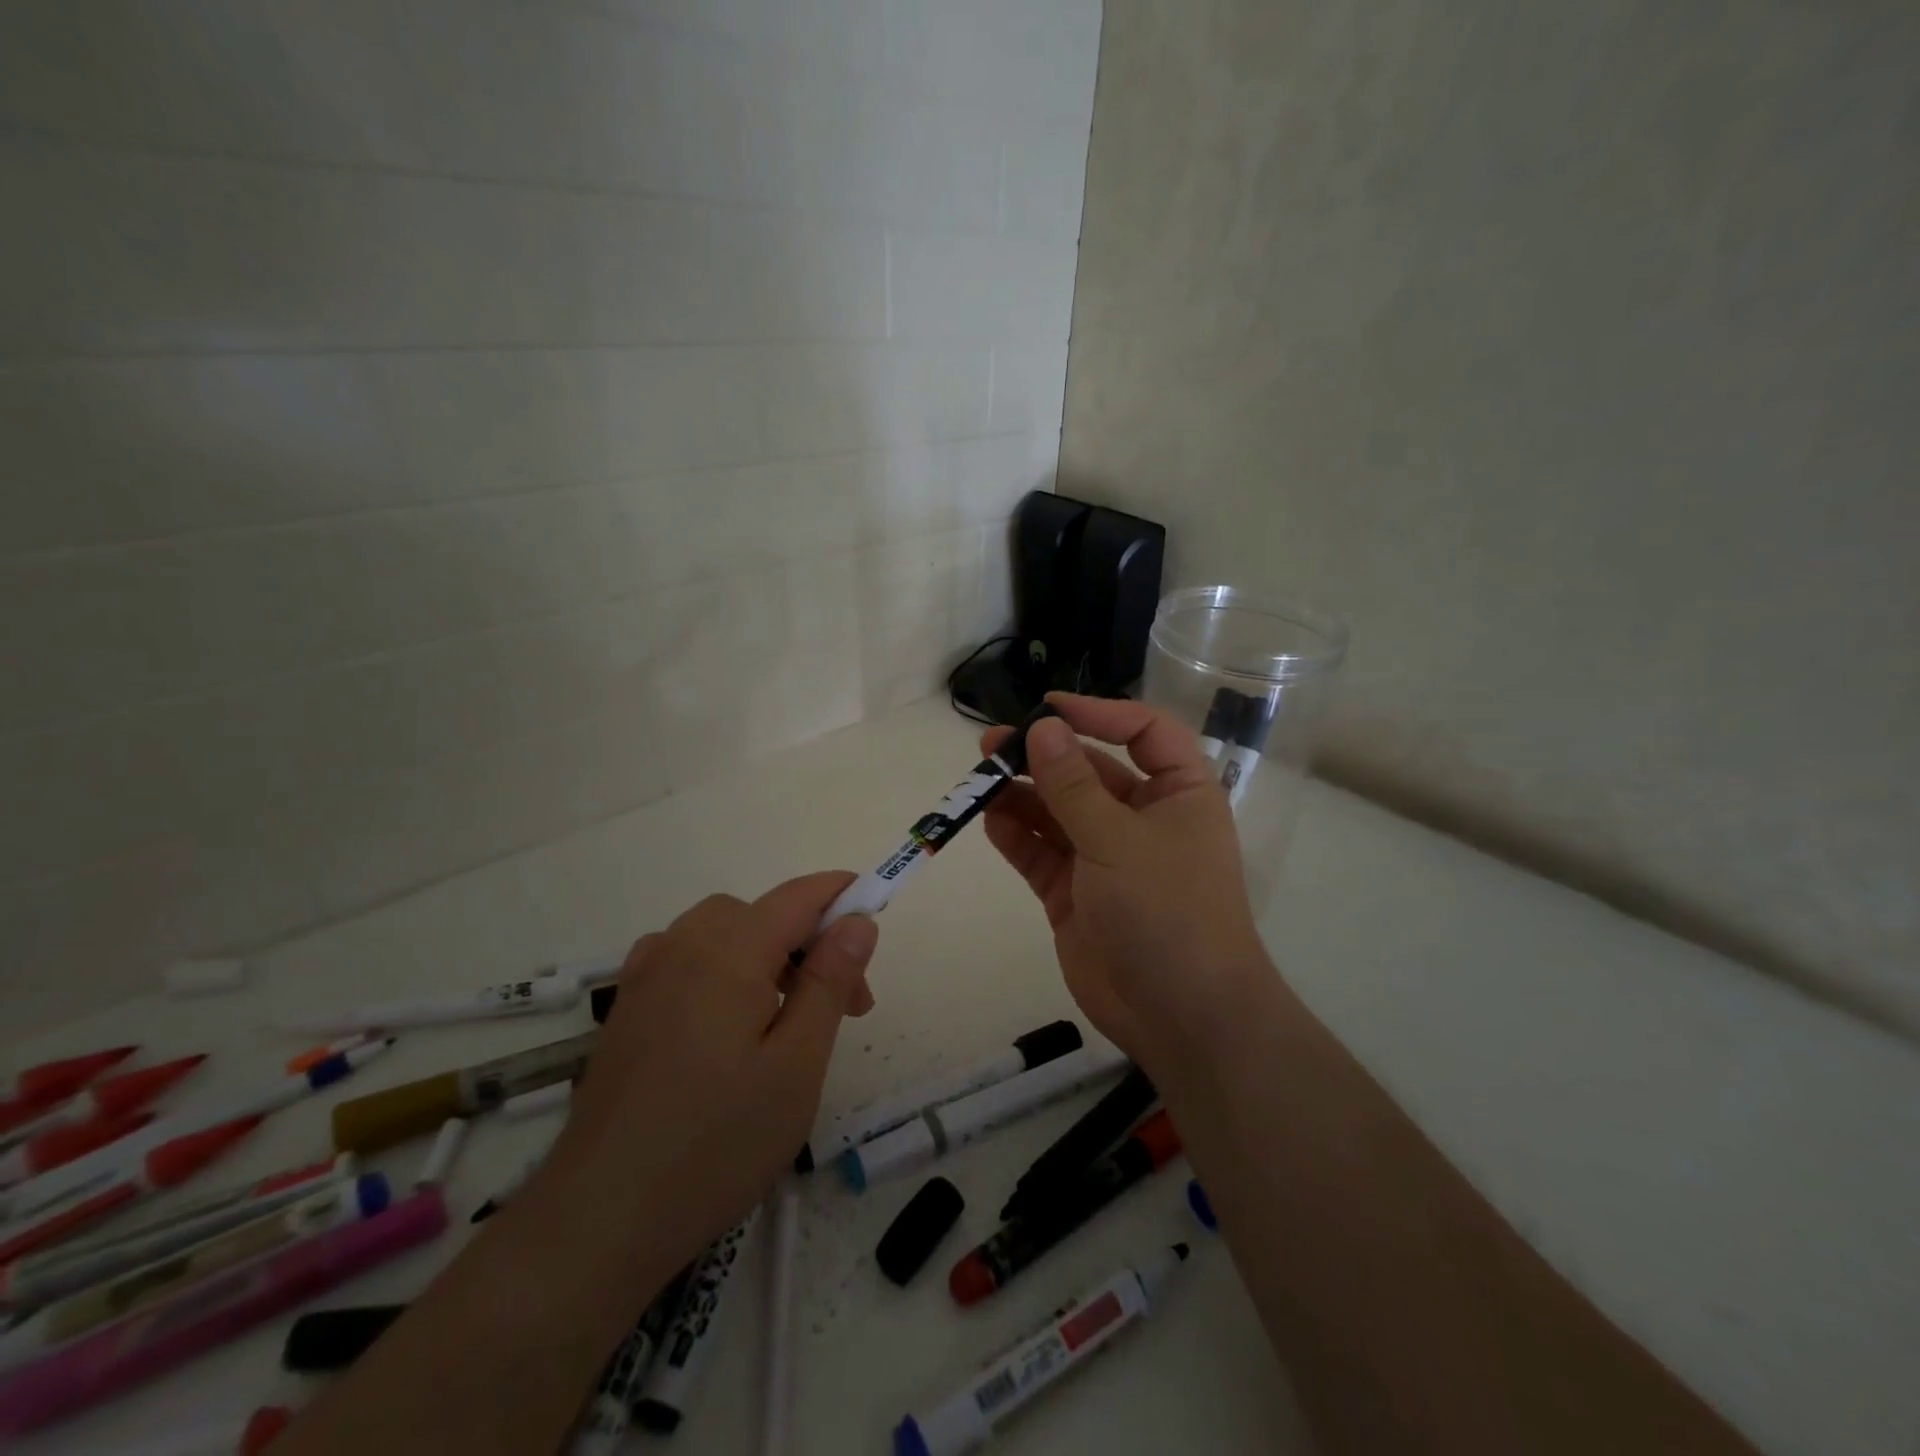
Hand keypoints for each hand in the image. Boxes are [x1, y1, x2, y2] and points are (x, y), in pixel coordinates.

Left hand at [539, 872, 878, 1273]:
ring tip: (787, 1022)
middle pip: (763, 913)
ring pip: (724, 932)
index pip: (798, 896)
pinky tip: (727, 1023)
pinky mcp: (628, 1007)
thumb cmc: (716, 1143)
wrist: (598, 1221)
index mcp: (729, 951)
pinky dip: (724, 967)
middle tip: (843, 1007)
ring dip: (768, 954)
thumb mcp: (797, 1064)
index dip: (842, 895)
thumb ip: (829, 982)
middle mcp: (683, 946)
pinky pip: (687, 957)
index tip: (877, 918)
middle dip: (810, 943)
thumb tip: (858, 920)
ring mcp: (647, 975)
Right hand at [982, 694, 1274, 1068]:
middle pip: (1090, 770)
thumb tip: (1041, 728)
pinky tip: (989, 820)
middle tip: (992, 744)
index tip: (1047, 708)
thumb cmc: (1166, 910)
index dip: (1098, 713)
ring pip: (1058, 812)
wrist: (1179, 1016)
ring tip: (979, 779)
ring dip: (1021, 794)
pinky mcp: (1074, 893)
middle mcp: (1142, 818)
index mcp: (1178, 794)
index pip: (1143, 732)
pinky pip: (1041, 853)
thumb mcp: (1118, 839)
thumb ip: (1073, 785)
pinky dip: (1017, 836)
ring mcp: (1105, 857)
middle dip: (1044, 756)